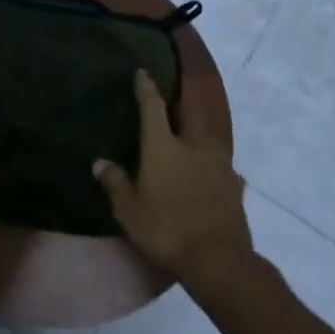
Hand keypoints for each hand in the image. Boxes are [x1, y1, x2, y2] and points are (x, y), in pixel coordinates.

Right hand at [95, 69, 253, 284]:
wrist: (218, 260)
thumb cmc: (166, 229)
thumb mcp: (129, 210)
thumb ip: (115, 183)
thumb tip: (100, 162)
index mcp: (163, 146)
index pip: (152, 107)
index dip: (146, 88)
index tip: (142, 72)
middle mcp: (193, 145)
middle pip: (186, 115)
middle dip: (177, 104)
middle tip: (171, 98)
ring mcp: (219, 164)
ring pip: (207, 139)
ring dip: (197, 135)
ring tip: (192, 138)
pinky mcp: (235, 185)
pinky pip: (222, 167)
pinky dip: (215, 167)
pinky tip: (216, 174)